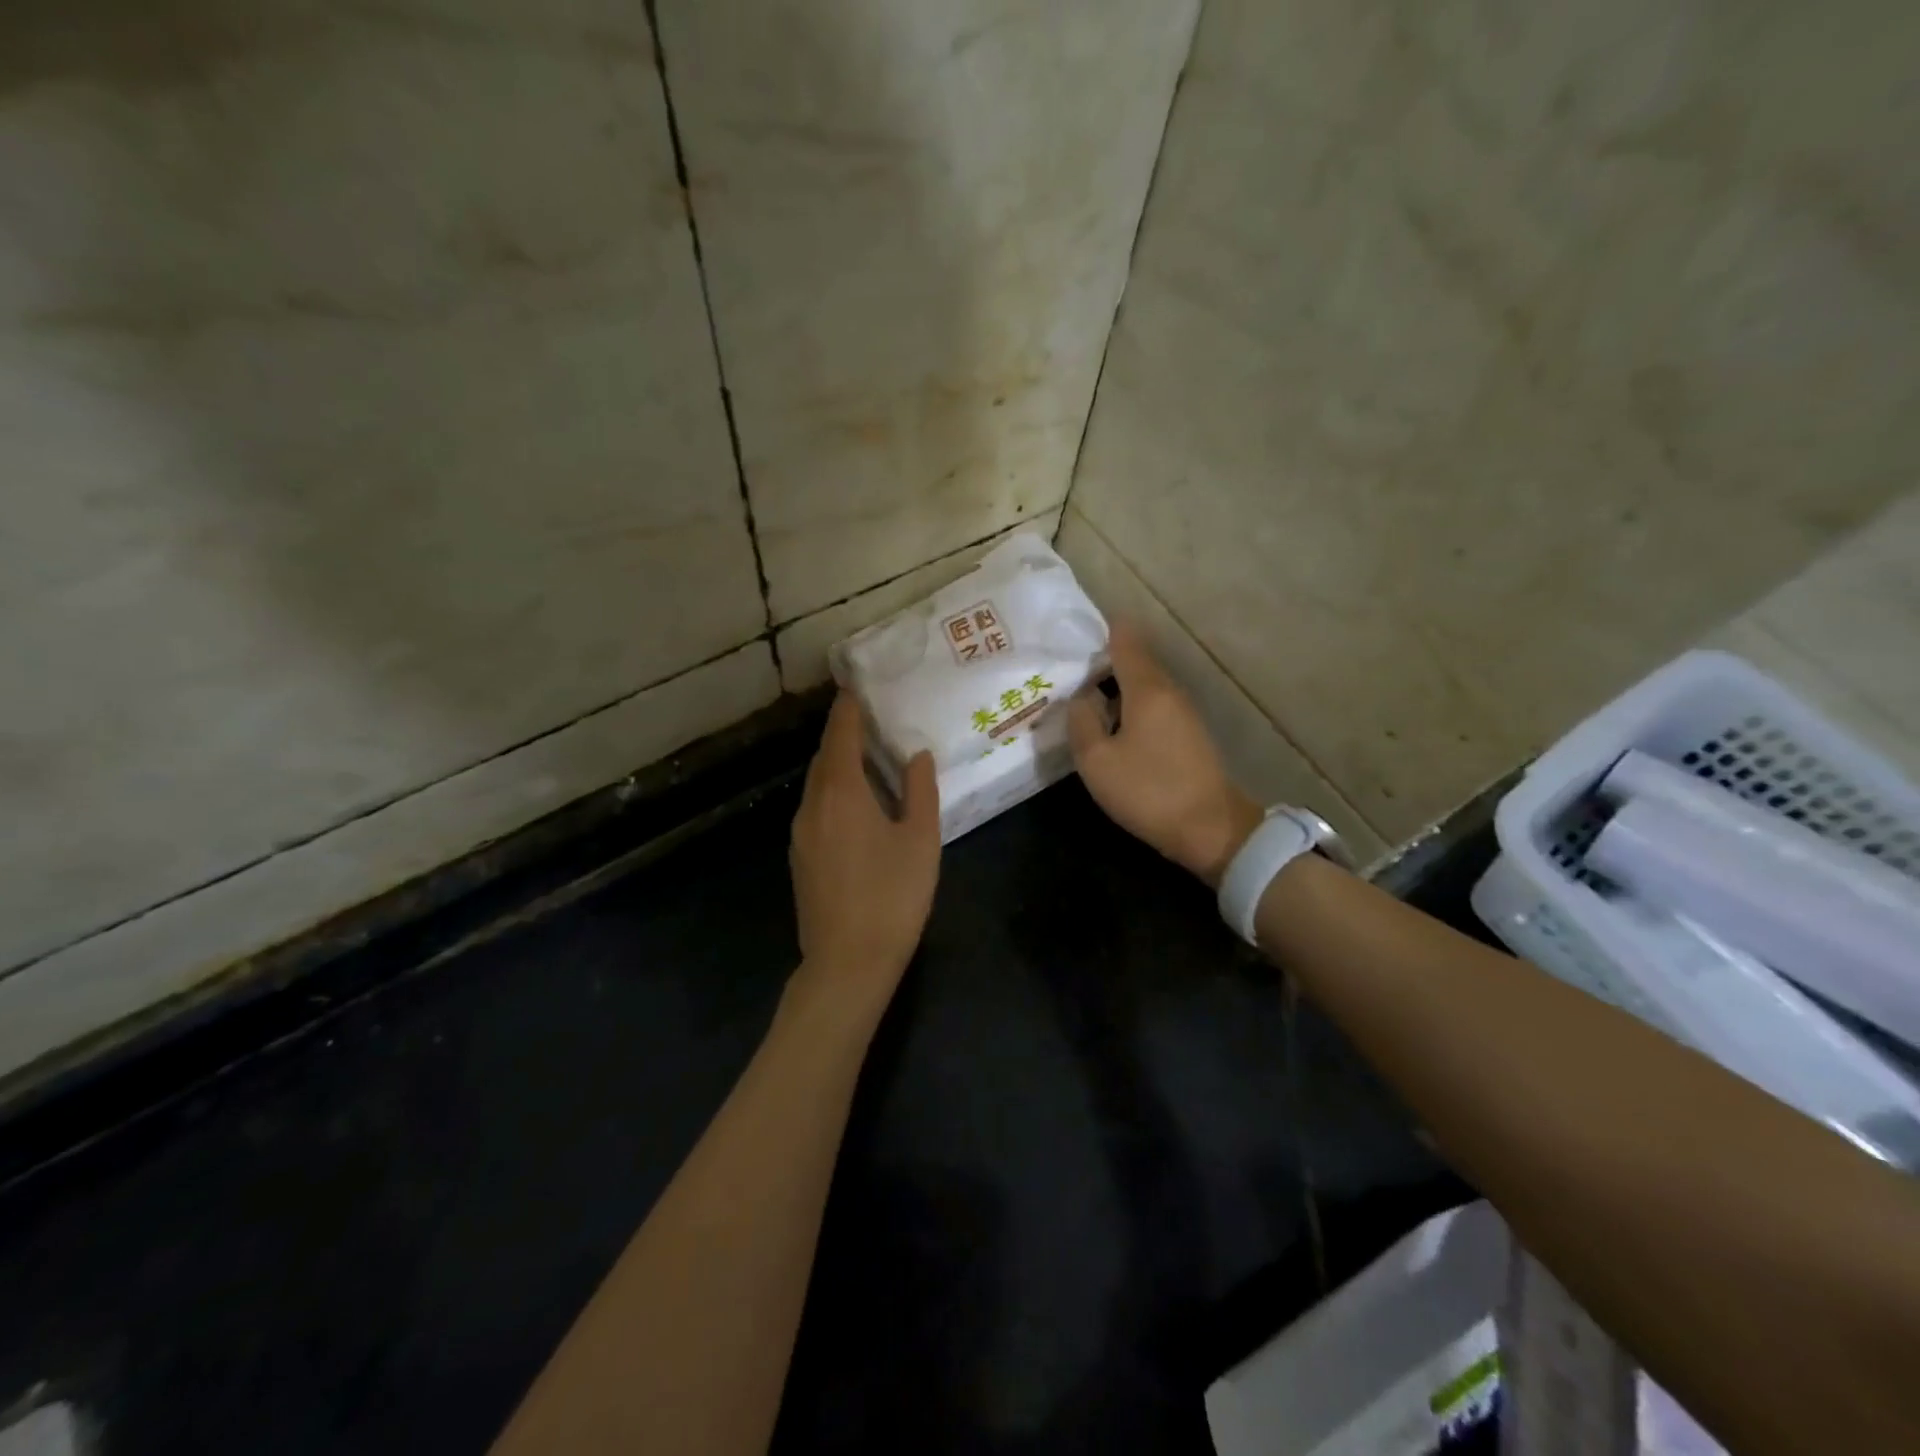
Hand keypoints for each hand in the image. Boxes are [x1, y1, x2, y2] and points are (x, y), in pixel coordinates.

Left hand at [789, 693, 940, 1013]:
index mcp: (842, 793)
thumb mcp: (920, 840)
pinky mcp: (800, 857)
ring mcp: (801, 833)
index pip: (841, 735)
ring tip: (867, 759)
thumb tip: (916, 755)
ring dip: (838, 765)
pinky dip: (833, 792)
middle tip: (870, 720)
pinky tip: (856, 806)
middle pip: (824, 757)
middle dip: (843, 735)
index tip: (856, 687)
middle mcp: (813, 805)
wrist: (847, 963)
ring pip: (817, 784)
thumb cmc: (892, 897)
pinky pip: (815, 808)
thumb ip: (919, 791)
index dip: (848, 709)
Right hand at [1068, 620, 1262, 887]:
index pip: (1125, 641)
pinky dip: (1130, 706)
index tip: (1073, 632)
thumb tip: (1080, 698)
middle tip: (1067, 670)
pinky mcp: (1188, 735)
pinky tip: (1111, 724)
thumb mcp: (1097, 761)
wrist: (1211, 829)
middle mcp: (1169, 691)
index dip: (1102, 630)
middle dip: (1102, 661)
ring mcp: (1183, 713)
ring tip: (1083, 697)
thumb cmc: (1149, 791)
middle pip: (1135, 662)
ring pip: (1144, 686)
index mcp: (1147, 689)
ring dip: (1115, 687)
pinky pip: (1153, 706)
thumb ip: (1082, 723)